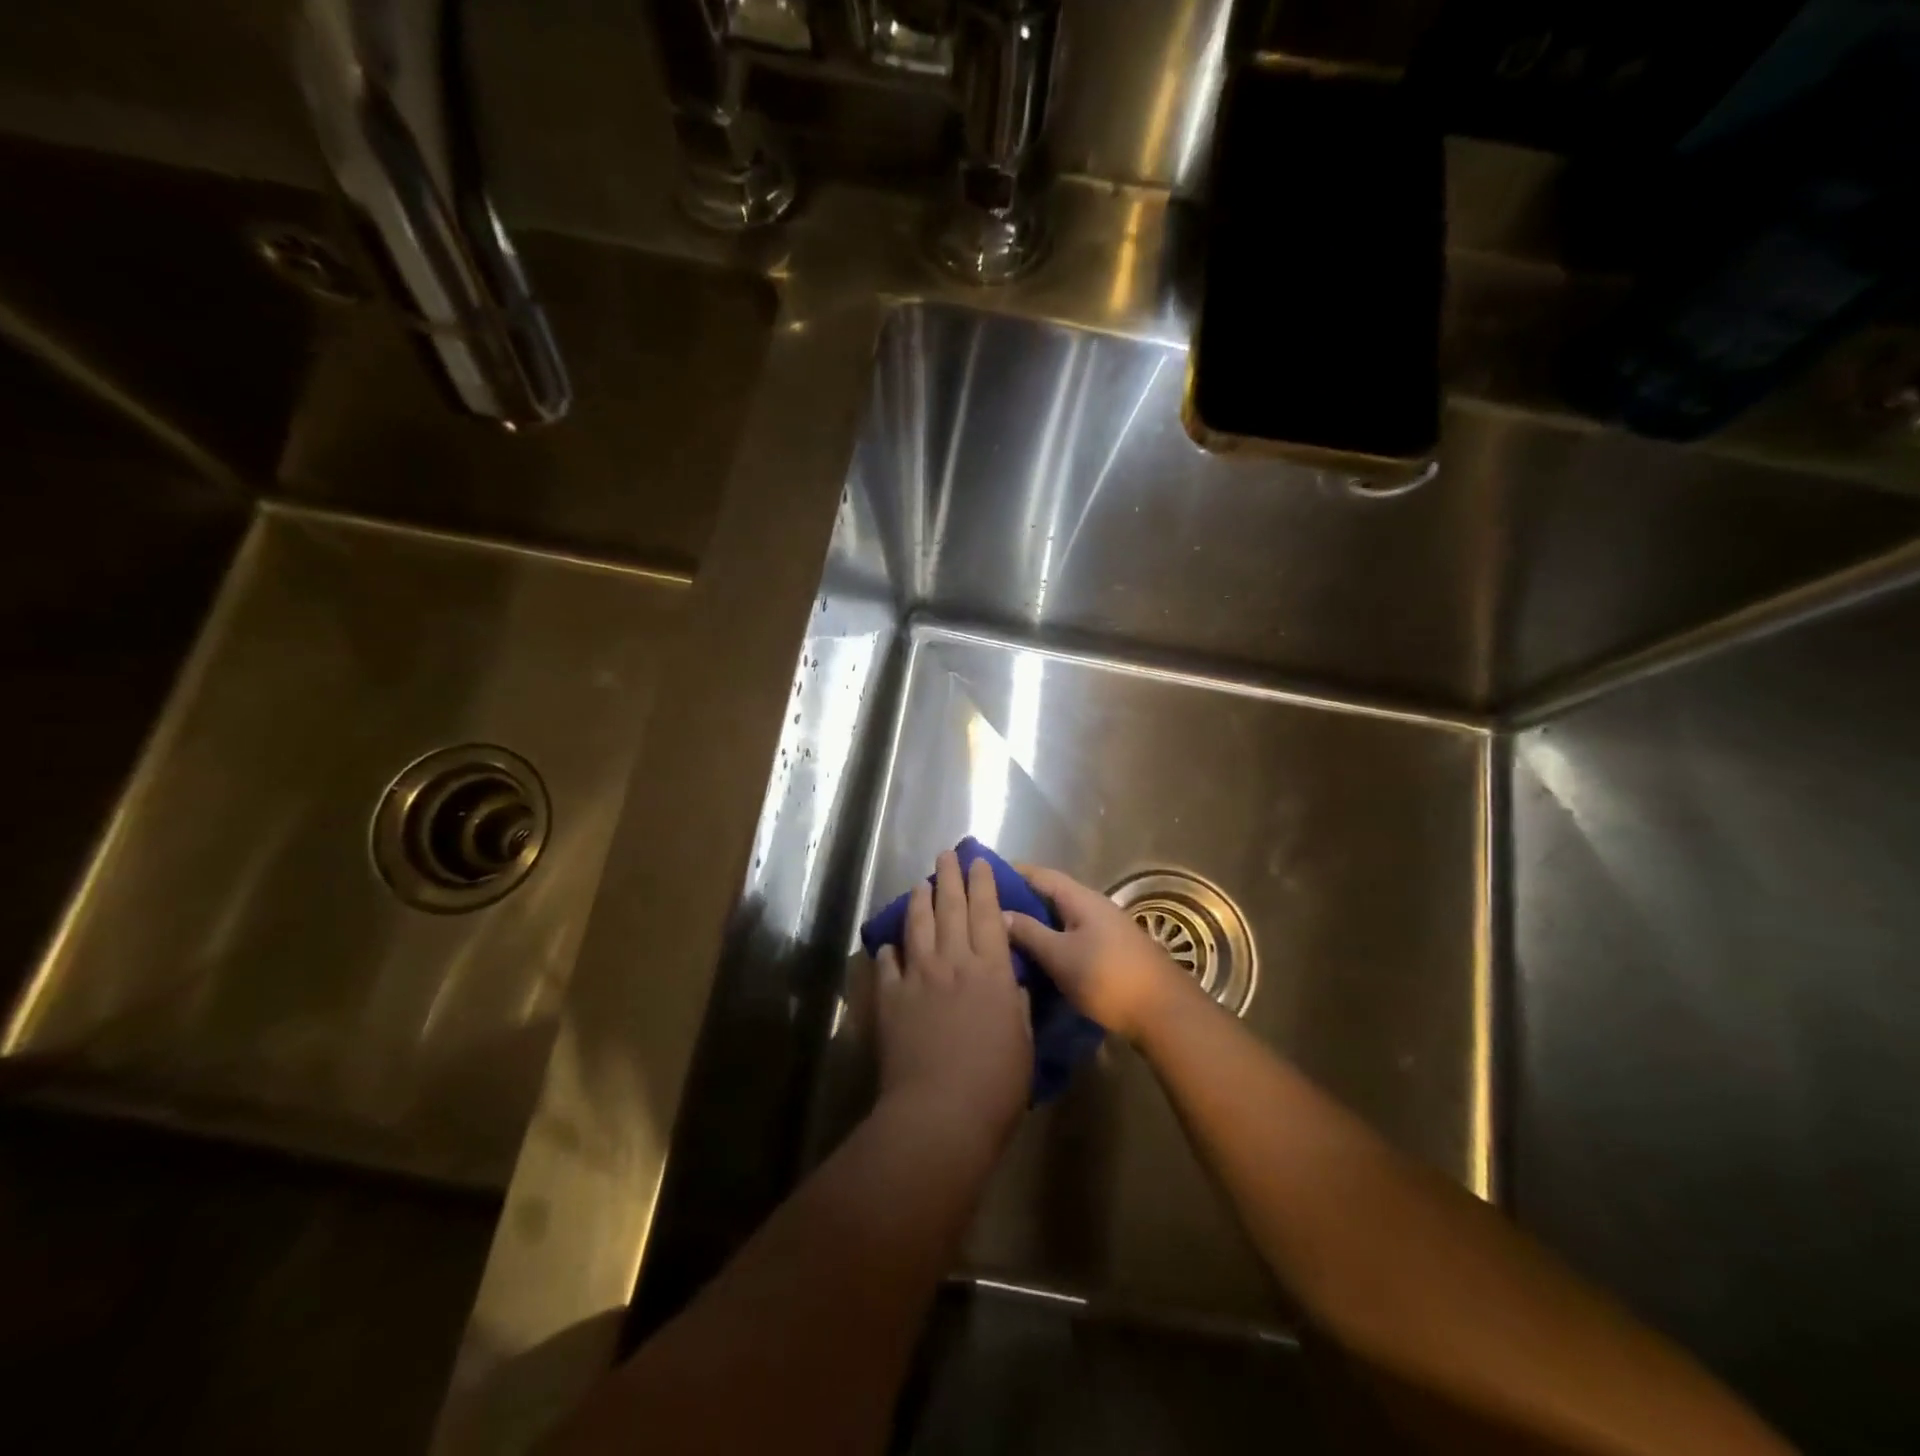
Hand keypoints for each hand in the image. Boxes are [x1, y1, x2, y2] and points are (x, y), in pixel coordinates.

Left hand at [876, 851, 1032, 1156]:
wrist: (940, 1113)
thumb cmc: (995, 1084)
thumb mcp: (1023, 1043)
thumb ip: (1017, 1007)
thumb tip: (1011, 985)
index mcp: (990, 971)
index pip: (988, 915)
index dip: (984, 884)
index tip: (979, 861)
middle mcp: (953, 962)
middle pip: (951, 908)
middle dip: (950, 877)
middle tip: (947, 854)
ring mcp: (918, 977)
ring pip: (918, 925)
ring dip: (920, 900)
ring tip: (921, 884)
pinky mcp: (890, 998)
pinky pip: (888, 963)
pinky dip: (890, 949)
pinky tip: (890, 943)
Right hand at [1003, 865, 1199, 1042]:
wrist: (1163, 1011)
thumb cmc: (1107, 978)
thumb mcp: (1060, 956)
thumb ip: (1029, 932)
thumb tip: (999, 912)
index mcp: (1080, 898)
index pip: (1040, 874)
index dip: (1011, 872)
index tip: (982, 874)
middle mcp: (1093, 906)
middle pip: (1050, 894)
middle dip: (1020, 899)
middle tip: (986, 909)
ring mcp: (1105, 928)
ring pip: (1061, 917)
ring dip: (1035, 922)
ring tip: (1004, 933)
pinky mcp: (1110, 951)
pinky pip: (1071, 935)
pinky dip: (1051, 939)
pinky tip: (1036, 955)